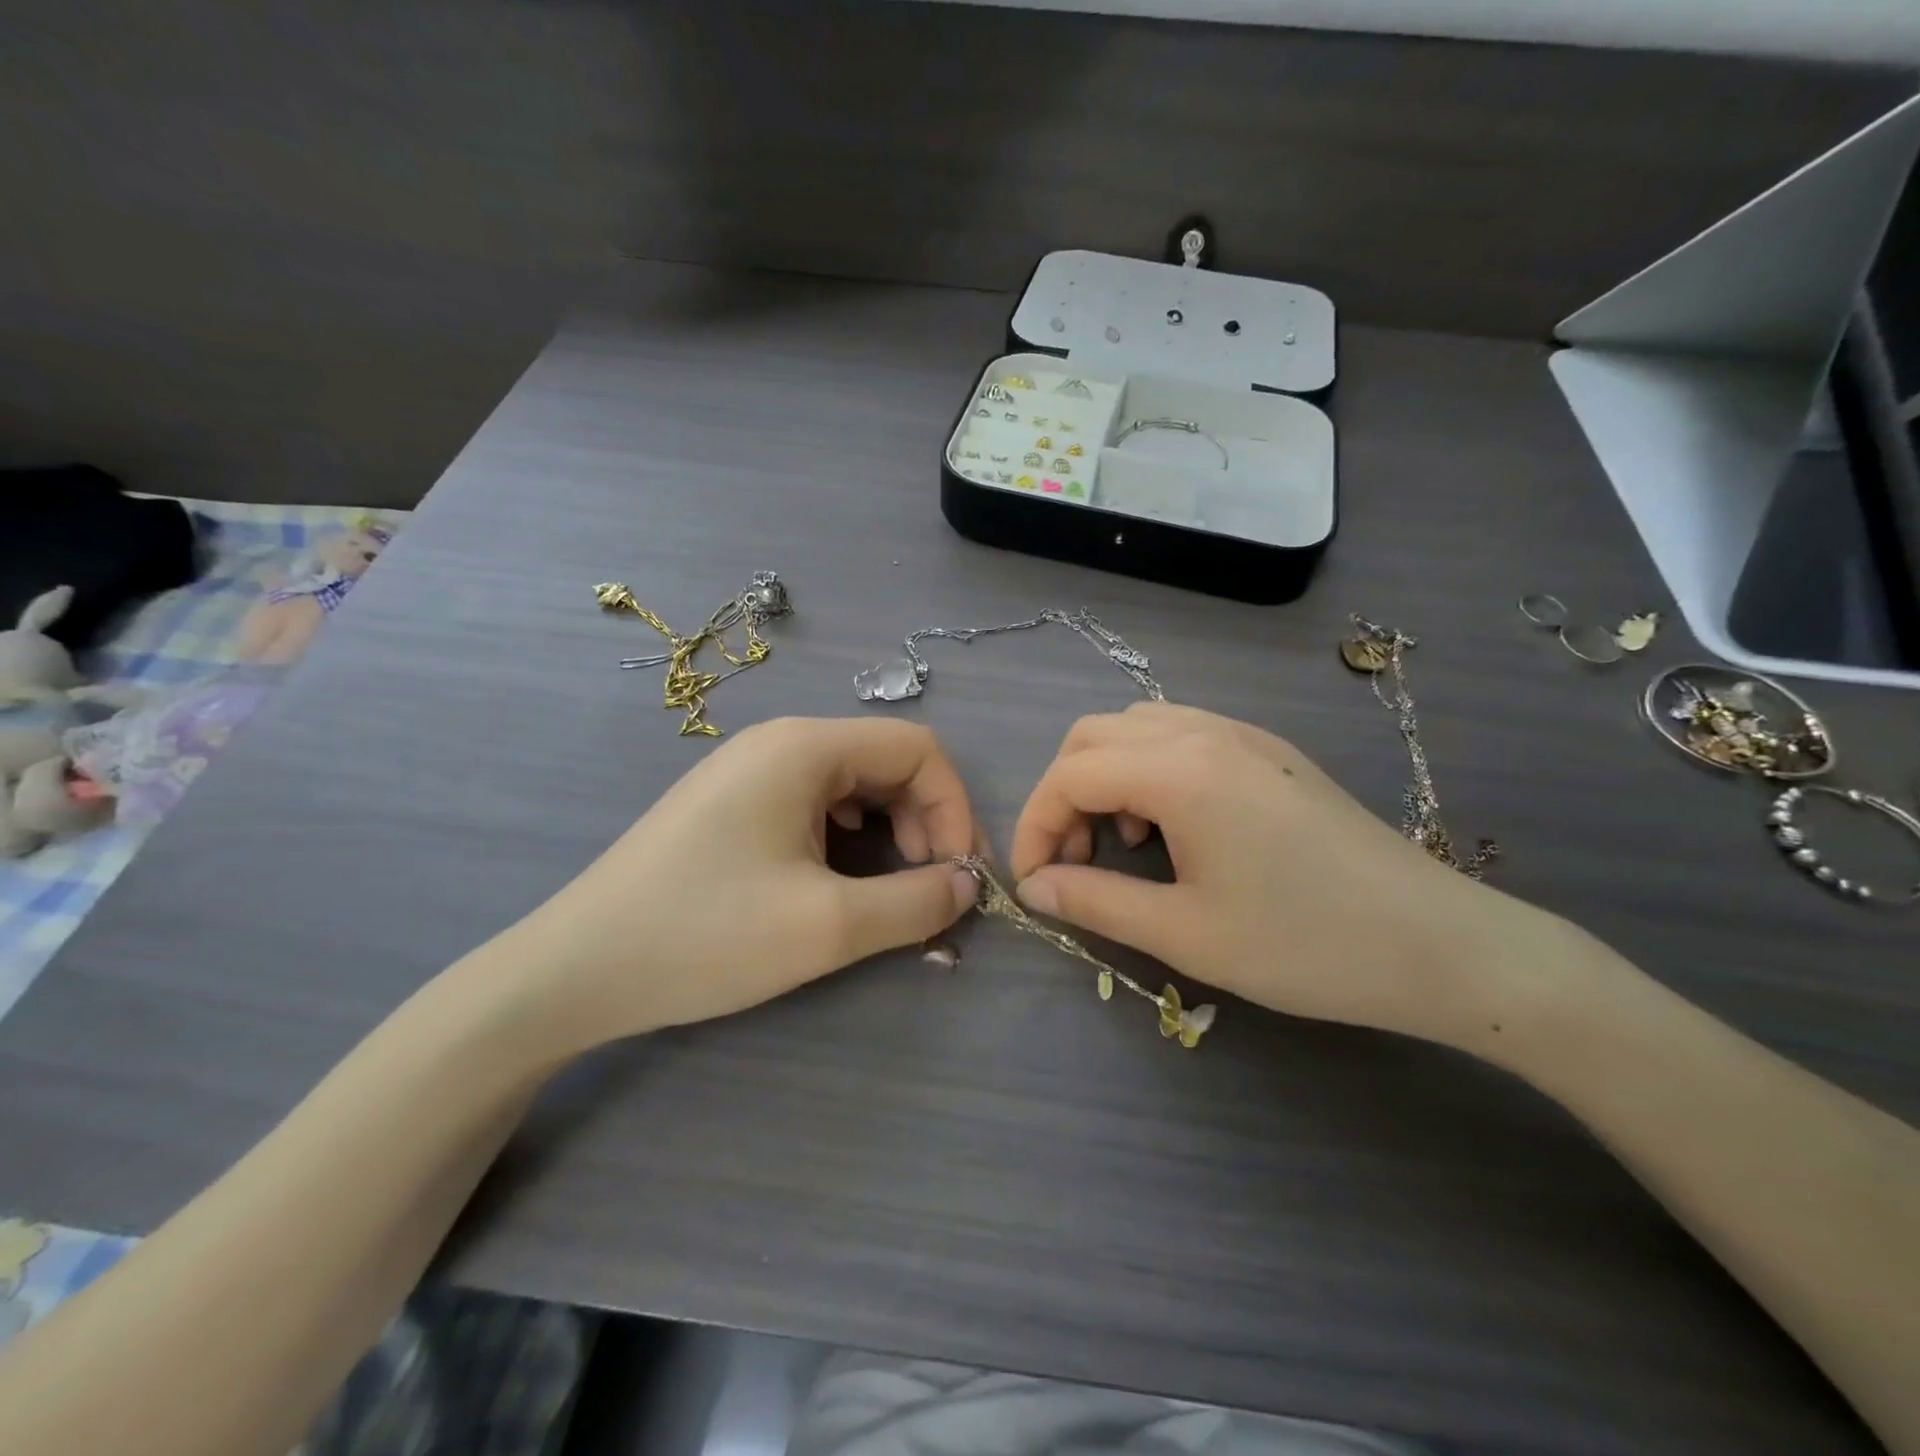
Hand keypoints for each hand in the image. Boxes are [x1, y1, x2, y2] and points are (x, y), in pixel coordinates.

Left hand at [502, 717, 979, 1050]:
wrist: (575, 970)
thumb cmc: (705, 936)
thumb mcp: (827, 926)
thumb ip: (915, 902)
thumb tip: (966, 885)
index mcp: (804, 747)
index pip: (918, 748)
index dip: (954, 807)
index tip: (958, 876)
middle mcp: (779, 742)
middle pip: (887, 761)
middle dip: (925, 820)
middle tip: (928, 889)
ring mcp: (749, 770)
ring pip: (852, 783)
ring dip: (889, 830)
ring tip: (887, 887)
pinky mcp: (731, 803)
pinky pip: (814, 802)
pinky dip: (848, 836)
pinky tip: (837, 875)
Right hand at [1009, 702, 1546, 1044]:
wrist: (1440, 944)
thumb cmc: (1305, 944)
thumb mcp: (1185, 933)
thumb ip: (1094, 901)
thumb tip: (1033, 887)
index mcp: (1180, 769)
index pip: (1069, 774)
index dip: (1035, 825)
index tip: (1034, 881)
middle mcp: (1205, 731)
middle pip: (1093, 735)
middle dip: (1063, 793)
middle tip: (1073, 859)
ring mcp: (1243, 735)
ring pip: (1136, 727)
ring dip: (1106, 776)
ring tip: (1124, 843)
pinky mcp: (1270, 751)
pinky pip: (1181, 734)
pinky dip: (1148, 768)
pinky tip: (1174, 826)